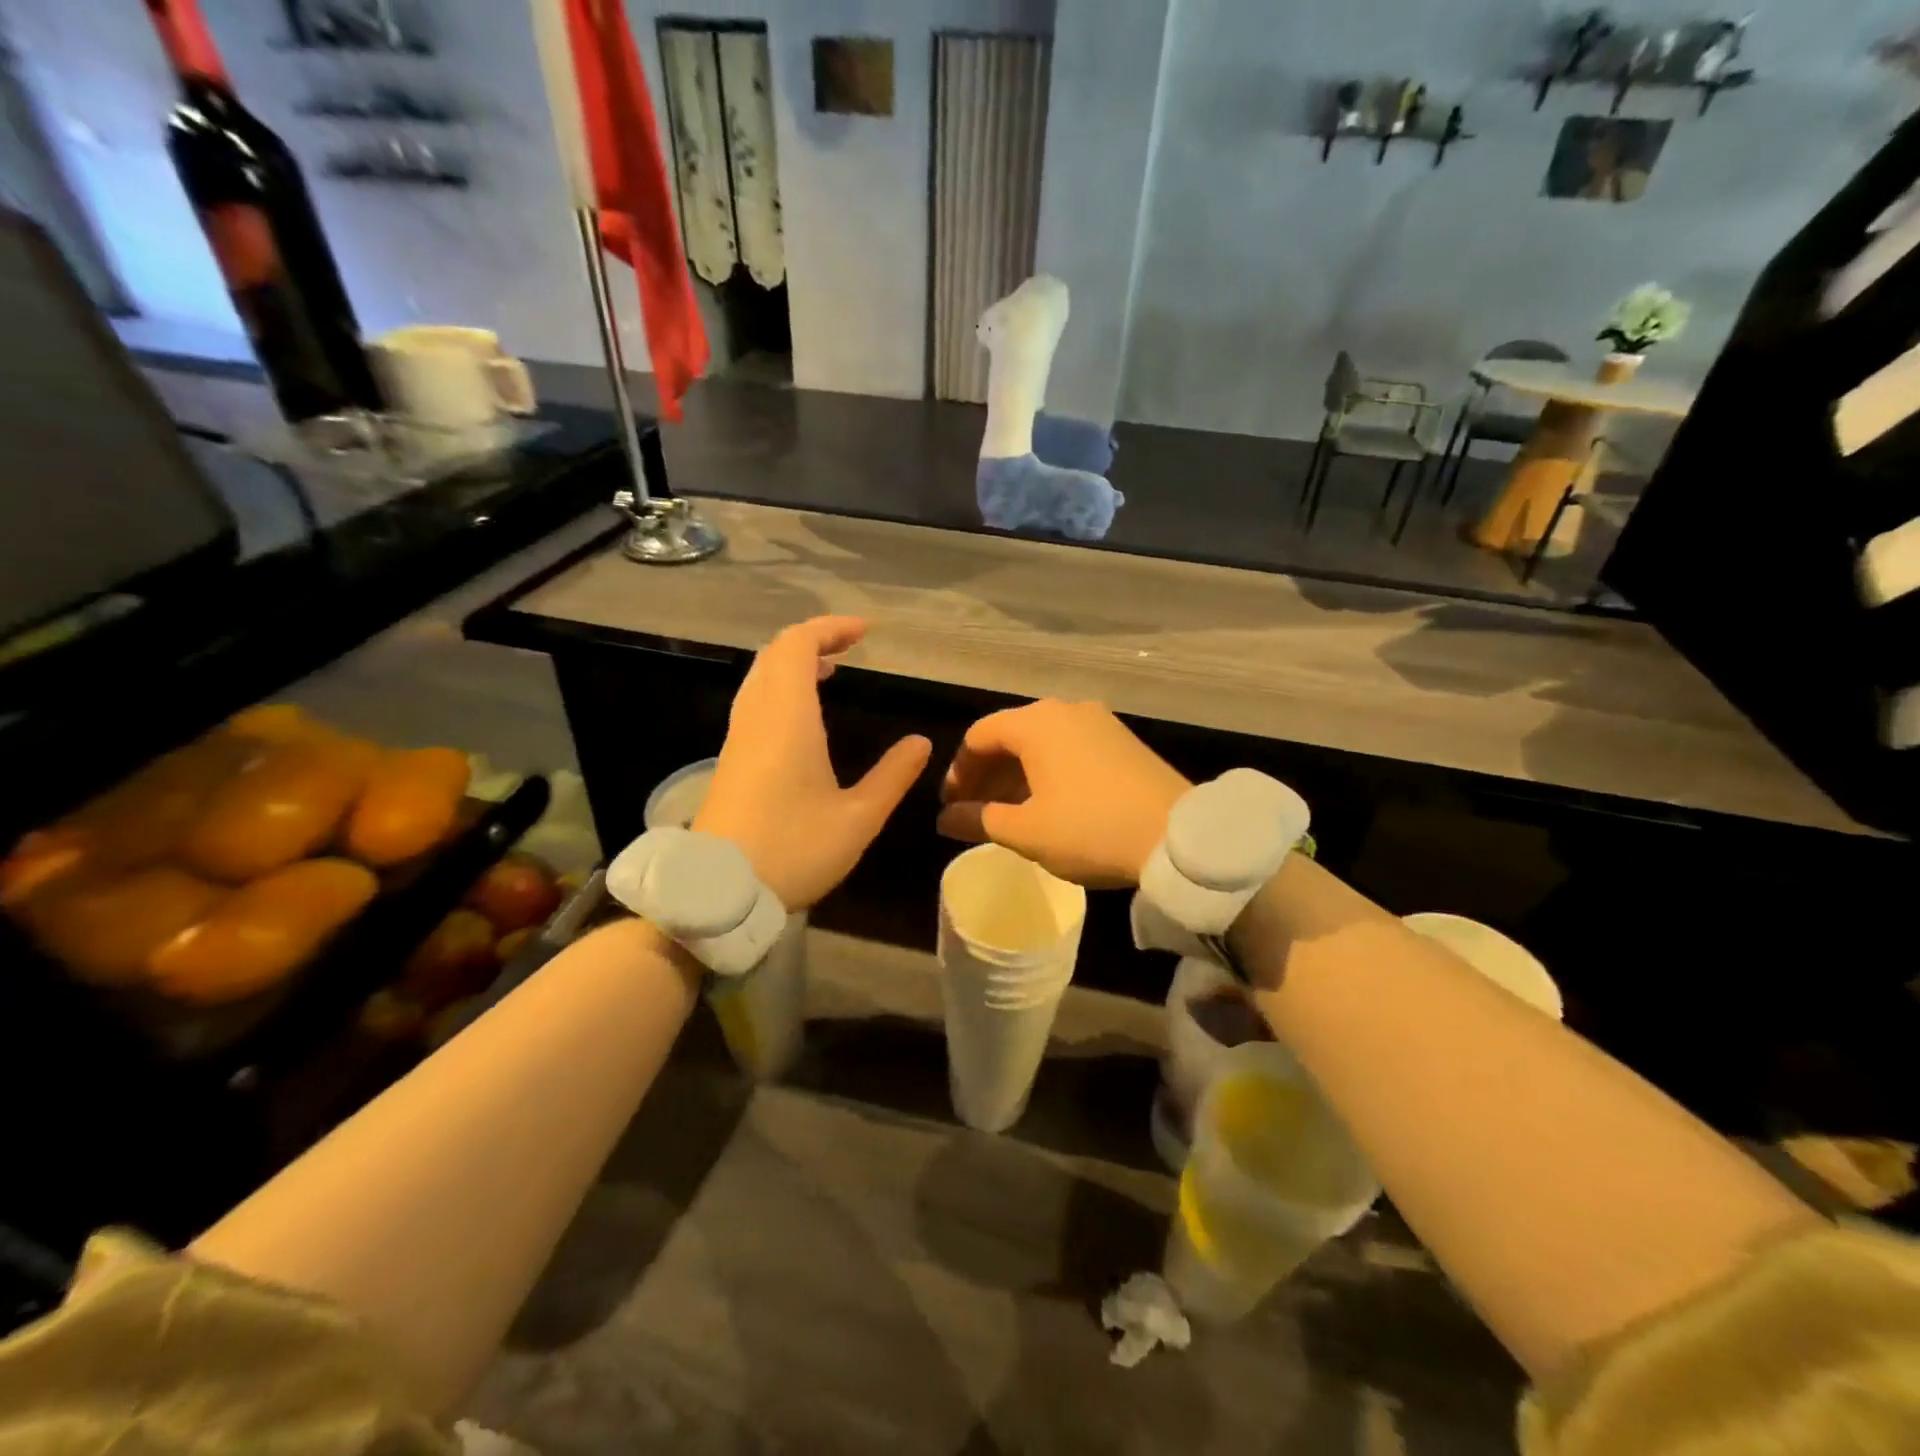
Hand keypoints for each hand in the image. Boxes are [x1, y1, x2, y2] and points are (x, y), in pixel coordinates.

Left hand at [694, 617, 930, 910]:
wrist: (718, 892)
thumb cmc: (794, 850)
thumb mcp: (859, 818)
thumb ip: (893, 776)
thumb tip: (920, 742)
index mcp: (787, 718)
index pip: (798, 645)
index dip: (830, 629)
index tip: (865, 632)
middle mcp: (757, 717)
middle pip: (775, 654)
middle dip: (813, 640)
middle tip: (850, 647)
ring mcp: (738, 737)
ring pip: (761, 676)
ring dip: (793, 663)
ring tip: (830, 671)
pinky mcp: (731, 759)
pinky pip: (755, 701)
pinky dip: (781, 687)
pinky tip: (804, 715)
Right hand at [936, 699, 1189, 887]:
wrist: (1177, 836)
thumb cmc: (1090, 829)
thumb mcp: (1026, 831)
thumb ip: (978, 820)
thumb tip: (945, 819)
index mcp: (1036, 723)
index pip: (978, 736)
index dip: (958, 772)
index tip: (951, 806)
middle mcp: (1065, 710)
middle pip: (1010, 735)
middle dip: (987, 774)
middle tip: (975, 812)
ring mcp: (1098, 722)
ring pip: (1041, 742)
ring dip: (1016, 775)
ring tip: (1009, 813)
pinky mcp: (1122, 740)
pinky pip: (1069, 748)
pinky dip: (1047, 771)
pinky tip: (1049, 804)